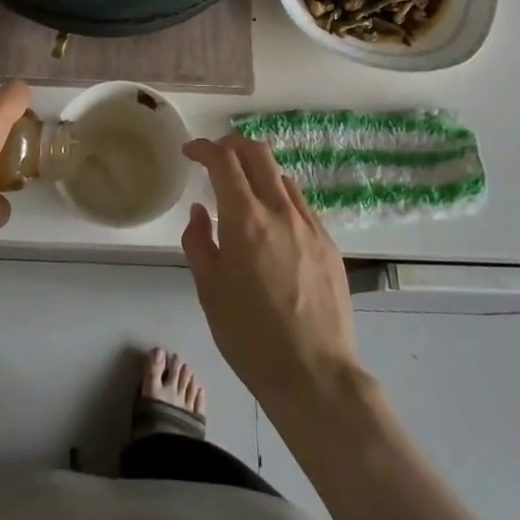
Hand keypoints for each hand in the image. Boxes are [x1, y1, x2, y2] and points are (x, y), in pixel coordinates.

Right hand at [182, 134, 363, 414]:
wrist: (315, 375)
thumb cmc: (251, 336)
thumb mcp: (209, 291)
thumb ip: (198, 242)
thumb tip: (200, 212)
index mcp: (246, 218)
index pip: (224, 160)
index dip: (204, 148)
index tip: (191, 151)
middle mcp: (280, 210)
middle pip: (258, 152)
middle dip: (233, 144)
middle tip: (216, 156)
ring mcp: (309, 224)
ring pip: (282, 175)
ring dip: (258, 170)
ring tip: (243, 190)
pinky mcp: (329, 243)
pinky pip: (300, 204)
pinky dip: (280, 197)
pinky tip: (272, 222)